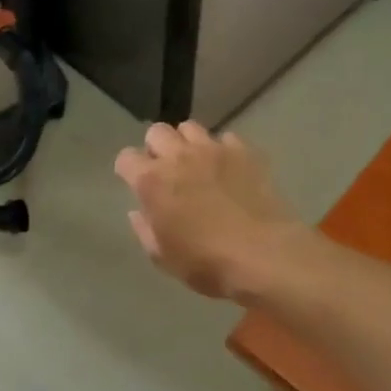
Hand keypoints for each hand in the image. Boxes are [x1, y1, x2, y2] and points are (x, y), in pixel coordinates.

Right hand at [114, 122, 307, 301]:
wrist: (265, 256)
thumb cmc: (207, 263)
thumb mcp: (163, 257)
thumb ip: (145, 229)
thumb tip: (139, 211)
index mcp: (151, 181)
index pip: (125, 158)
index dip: (128, 170)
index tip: (136, 184)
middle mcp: (178, 157)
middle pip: (157, 132)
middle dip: (157, 148)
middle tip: (167, 171)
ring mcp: (213, 150)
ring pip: (190, 128)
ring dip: (187, 143)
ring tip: (197, 164)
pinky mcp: (244, 152)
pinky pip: (226, 138)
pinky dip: (223, 150)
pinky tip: (229, 169)